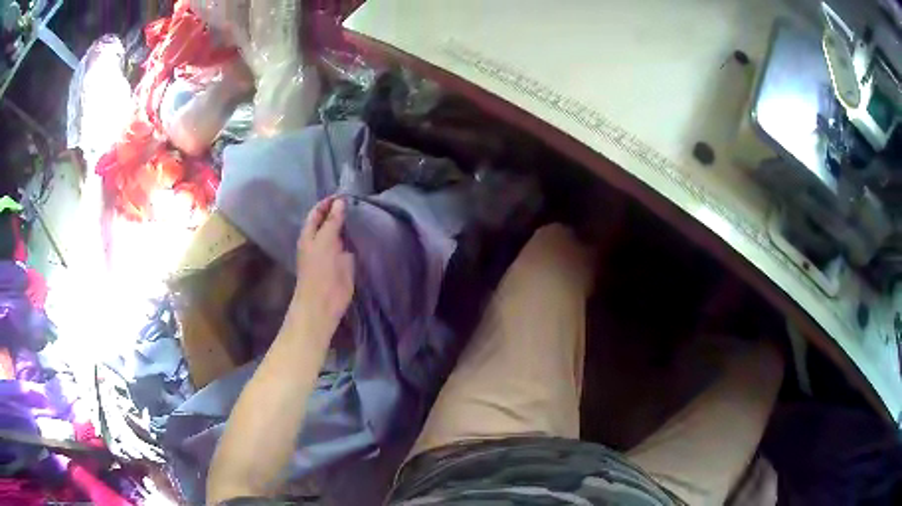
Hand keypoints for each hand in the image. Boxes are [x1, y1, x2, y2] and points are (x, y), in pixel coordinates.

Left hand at [292, 198, 354, 335]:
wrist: (324, 301)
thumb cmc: (319, 270)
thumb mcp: (325, 240)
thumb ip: (332, 221)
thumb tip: (340, 201)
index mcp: (309, 234)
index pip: (317, 212)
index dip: (328, 202)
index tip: (344, 194)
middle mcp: (320, 240)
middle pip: (329, 221)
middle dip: (340, 211)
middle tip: (358, 200)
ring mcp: (333, 252)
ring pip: (341, 233)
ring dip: (350, 224)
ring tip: (365, 211)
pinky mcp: (344, 262)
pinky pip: (350, 245)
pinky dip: (356, 238)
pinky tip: (366, 230)